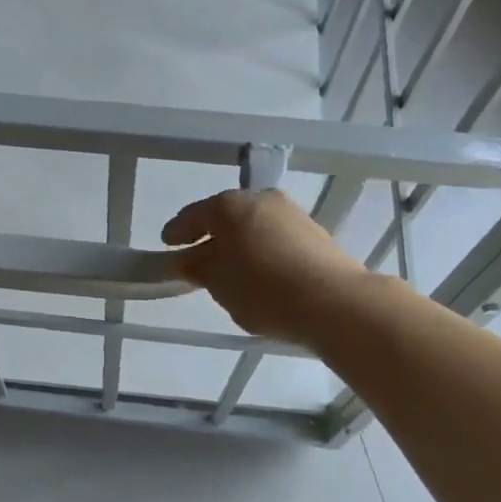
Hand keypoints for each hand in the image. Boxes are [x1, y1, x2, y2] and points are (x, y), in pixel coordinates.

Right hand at [163, 189, 374, 347]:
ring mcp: (291, 214)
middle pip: (227, 216)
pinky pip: (276, 239)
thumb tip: (190, 260)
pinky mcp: (314, 233)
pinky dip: (262, 250)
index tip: (167, 244)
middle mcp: (261, 200)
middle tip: (198, 257)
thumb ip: (199, 268)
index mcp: (229, 205)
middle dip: (212, 236)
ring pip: (254, 226)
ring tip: (232, 269)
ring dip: (240, 243)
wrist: (333, 301)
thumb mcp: (218, 283)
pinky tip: (261, 273)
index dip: (177, 231)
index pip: (194, 216)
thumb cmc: (262, 289)